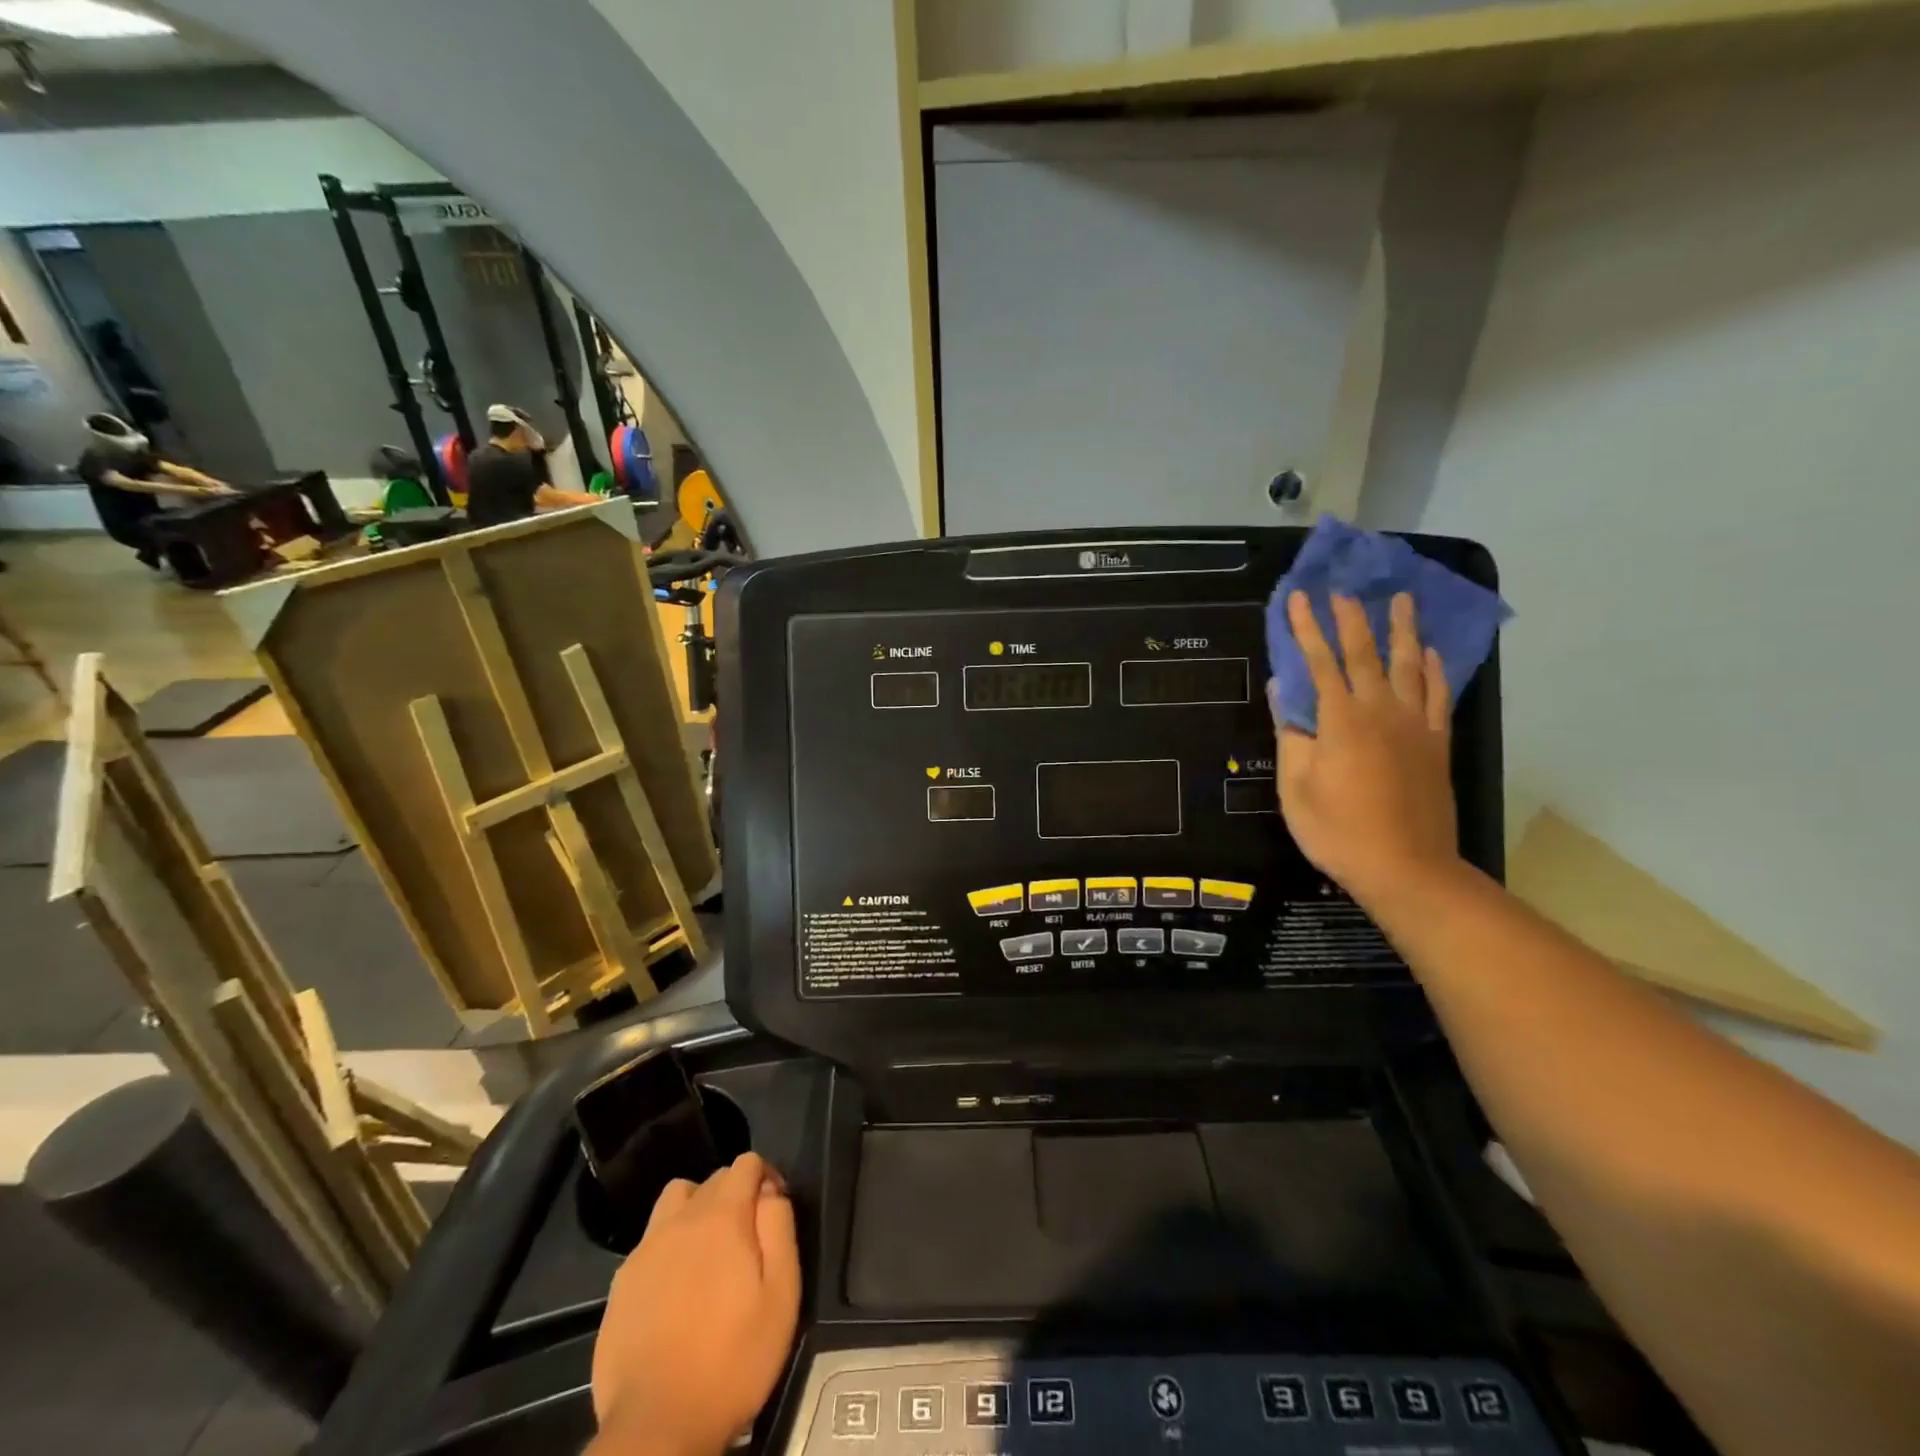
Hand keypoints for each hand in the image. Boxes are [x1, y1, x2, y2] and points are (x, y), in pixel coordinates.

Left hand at [591, 1153, 800, 1455]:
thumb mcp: (781, 1293)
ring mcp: (645, 1249)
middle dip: (735, 1194)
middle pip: (713, 1179)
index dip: (766, 1176)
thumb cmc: (733, 1359)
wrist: (657, 1427)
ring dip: (697, 1209)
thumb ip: (779, 1227)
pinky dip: (668, 1246)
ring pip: (676, 1199)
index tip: (774, 1209)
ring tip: (708, 1250)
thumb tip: (771, 1191)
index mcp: (722, 1216)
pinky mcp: (621, 1283)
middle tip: (748, 1238)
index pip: (746, 1163)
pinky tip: (675, 1286)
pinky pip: (650, 1240)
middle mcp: (681, 1219)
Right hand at [1273, 591, 1459, 909]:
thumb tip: (1282, 690)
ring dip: (1401, 631)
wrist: (1406, 868)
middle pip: (1365, 654)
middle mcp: (1381, 711)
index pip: (1320, 662)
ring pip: (1408, 666)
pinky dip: (1434, 670)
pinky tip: (1429, 653)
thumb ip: (1290, 735)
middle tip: (1344, 589)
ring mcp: (1415, 726)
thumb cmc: (1338, 830)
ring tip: (1400, 600)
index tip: (1298, 598)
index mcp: (1340, 720)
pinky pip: (1437, 696)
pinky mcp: (1436, 744)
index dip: (1307, 628)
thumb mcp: (1296, 787)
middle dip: (1351, 619)